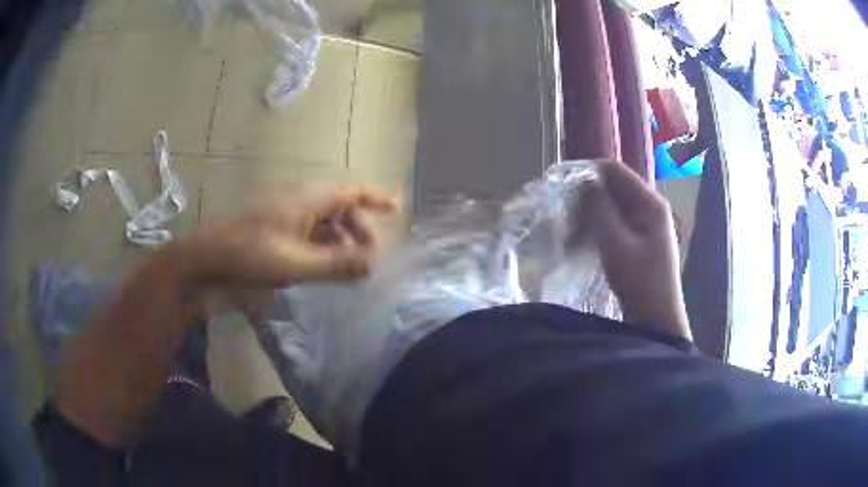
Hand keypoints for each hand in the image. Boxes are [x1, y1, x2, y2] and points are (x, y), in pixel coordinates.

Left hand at [186, 184, 396, 289]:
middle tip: (368, 256)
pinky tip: (321, 269)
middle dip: (357, 229)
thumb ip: (337, 264)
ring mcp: (282, 216)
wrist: (204, 263)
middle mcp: (296, 202)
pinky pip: (305, 234)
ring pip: (320, 223)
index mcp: (305, 199)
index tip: (395, 208)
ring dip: (338, 241)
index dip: (374, 198)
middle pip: (337, 208)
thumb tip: (374, 264)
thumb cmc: (249, 257)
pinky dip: (319, 248)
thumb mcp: (297, 263)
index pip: (349, 191)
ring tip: (348, 268)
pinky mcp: (271, 232)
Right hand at [581, 160, 690, 338]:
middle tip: (566, 217)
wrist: (657, 319)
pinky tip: (584, 242)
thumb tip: (585, 183)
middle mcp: (650, 206)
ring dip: (591, 214)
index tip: (563, 186)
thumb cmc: (640, 282)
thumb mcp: (617, 245)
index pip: (615, 170)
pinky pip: (616, 221)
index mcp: (650, 202)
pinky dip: (599, 227)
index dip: (588, 173)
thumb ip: (601, 210)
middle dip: (588, 197)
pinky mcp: (641, 238)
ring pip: (613, 205)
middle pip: (614, 187)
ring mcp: (647, 223)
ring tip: (571, 233)